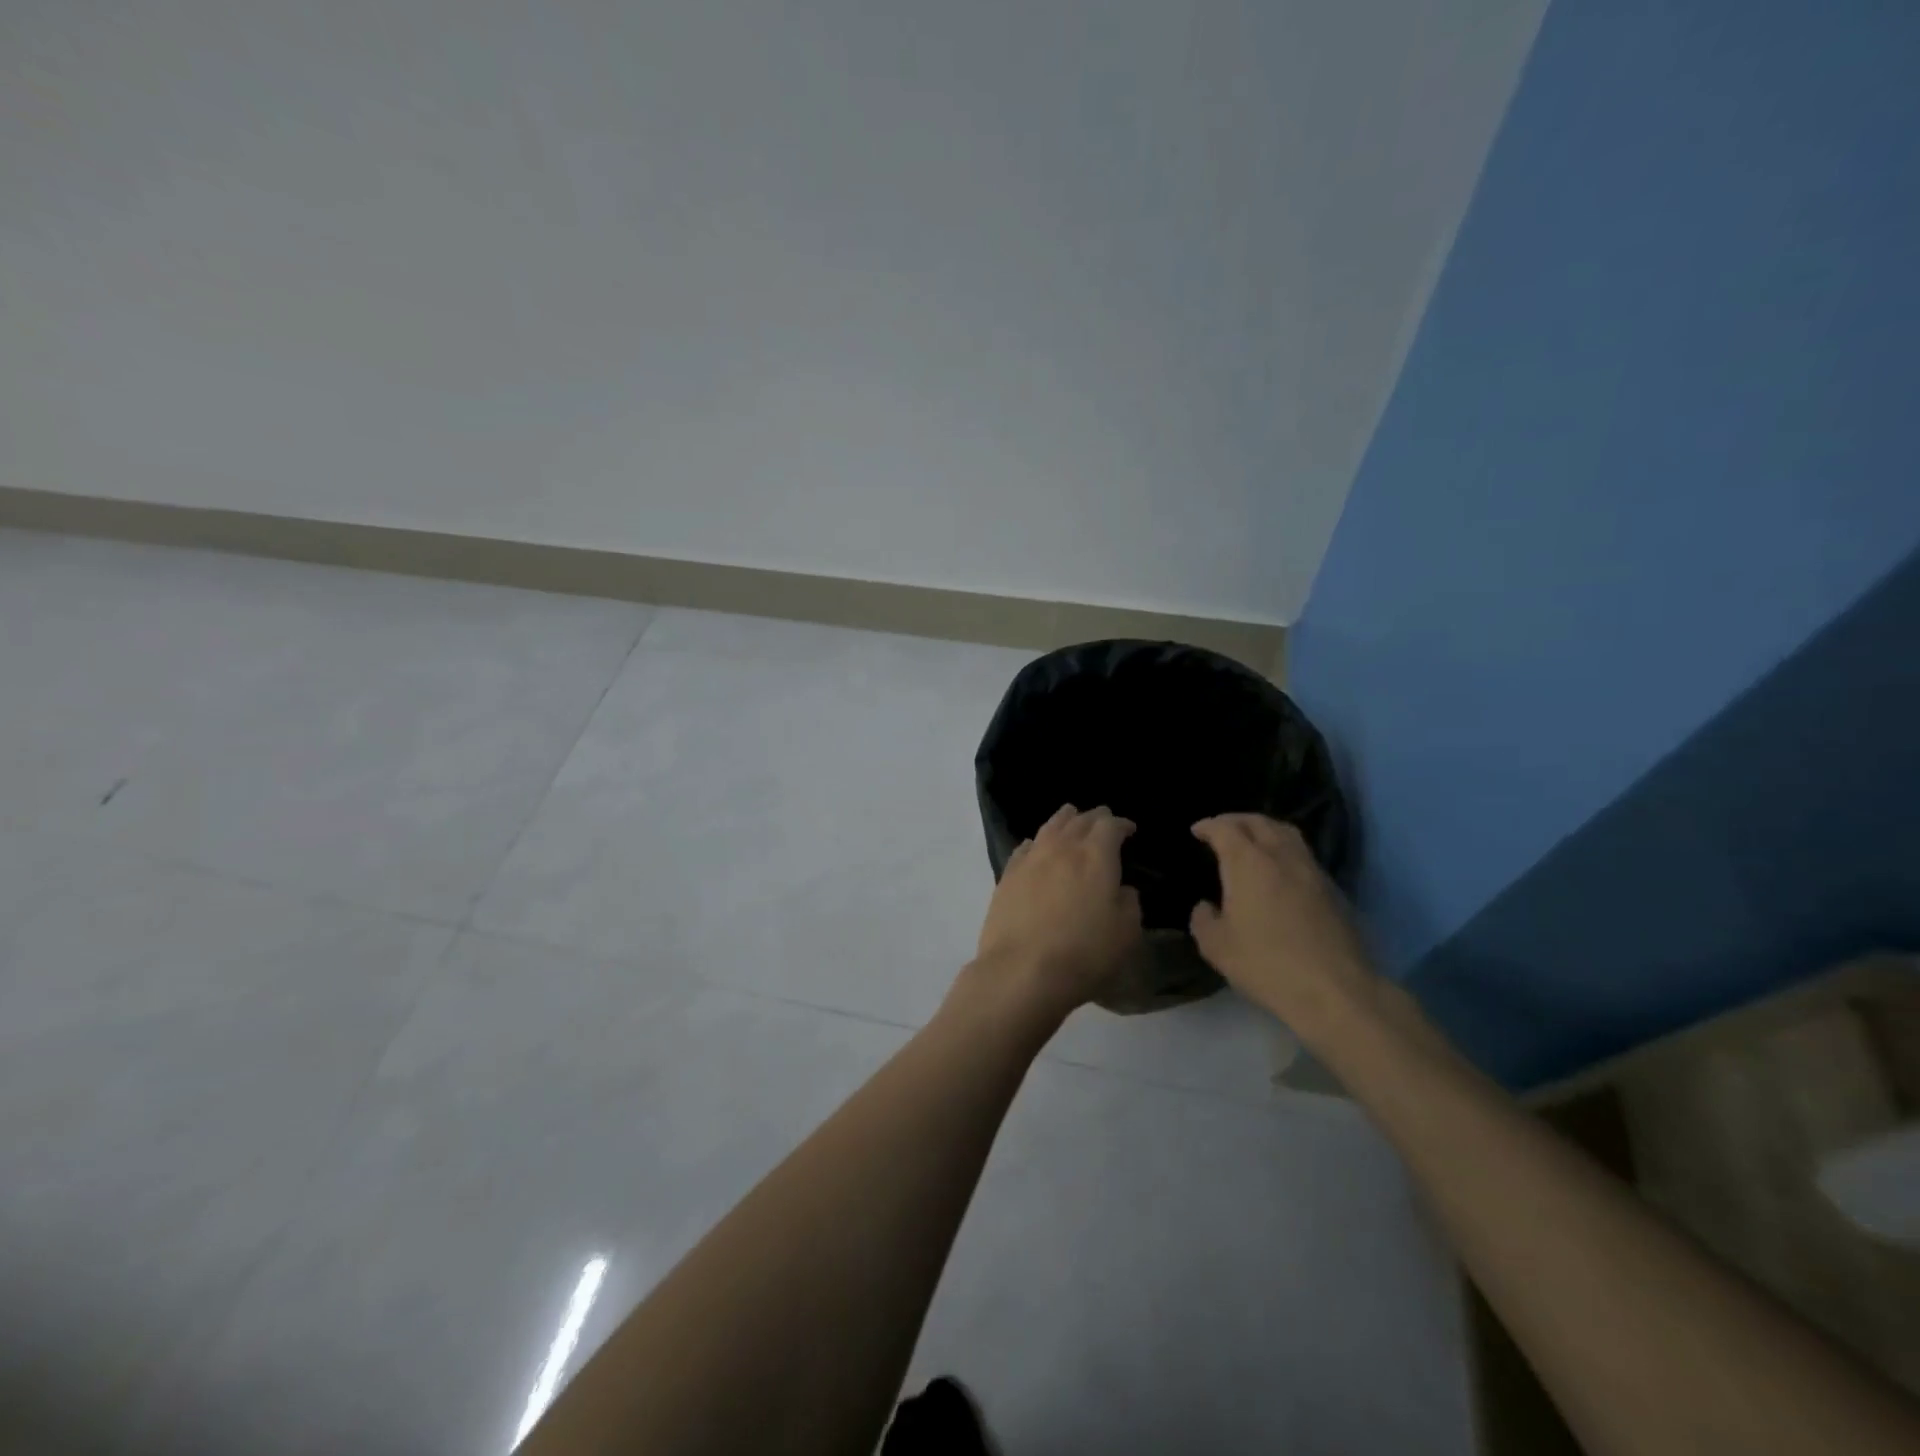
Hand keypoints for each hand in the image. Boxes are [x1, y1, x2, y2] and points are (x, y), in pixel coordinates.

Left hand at [963, 805, 1143, 1022]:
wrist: (1022, 970)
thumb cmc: (1084, 953)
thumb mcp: (1126, 933)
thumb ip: (1128, 904)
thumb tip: (1121, 889)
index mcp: (1095, 856)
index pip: (1110, 826)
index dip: (1121, 824)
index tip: (1129, 829)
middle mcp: (1062, 848)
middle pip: (1079, 820)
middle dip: (1094, 817)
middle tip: (1103, 820)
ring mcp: (1030, 859)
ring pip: (1050, 827)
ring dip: (1064, 819)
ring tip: (1071, 817)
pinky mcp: (1007, 876)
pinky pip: (1025, 848)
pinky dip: (1037, 842)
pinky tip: (1036, 846)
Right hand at [1189, 814, 1376, 1040]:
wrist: (1335, 990)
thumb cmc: (1266, 964)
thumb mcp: (1216, 947)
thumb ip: (1203, 920)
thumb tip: (1206, 907)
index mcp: (1247, 862)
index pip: (1225, 829)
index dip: (1208, 826)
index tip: (1197, 830)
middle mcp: (1281, 856)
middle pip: (1258, 822)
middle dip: (1236, 820)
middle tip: (1222, 828)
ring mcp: (1311, 870)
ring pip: (1287, 833)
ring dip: (1264, 829)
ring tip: (1252, 840)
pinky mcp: (1332, 889)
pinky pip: (1303, 854)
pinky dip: (1284, 850)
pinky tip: (1279, 869)